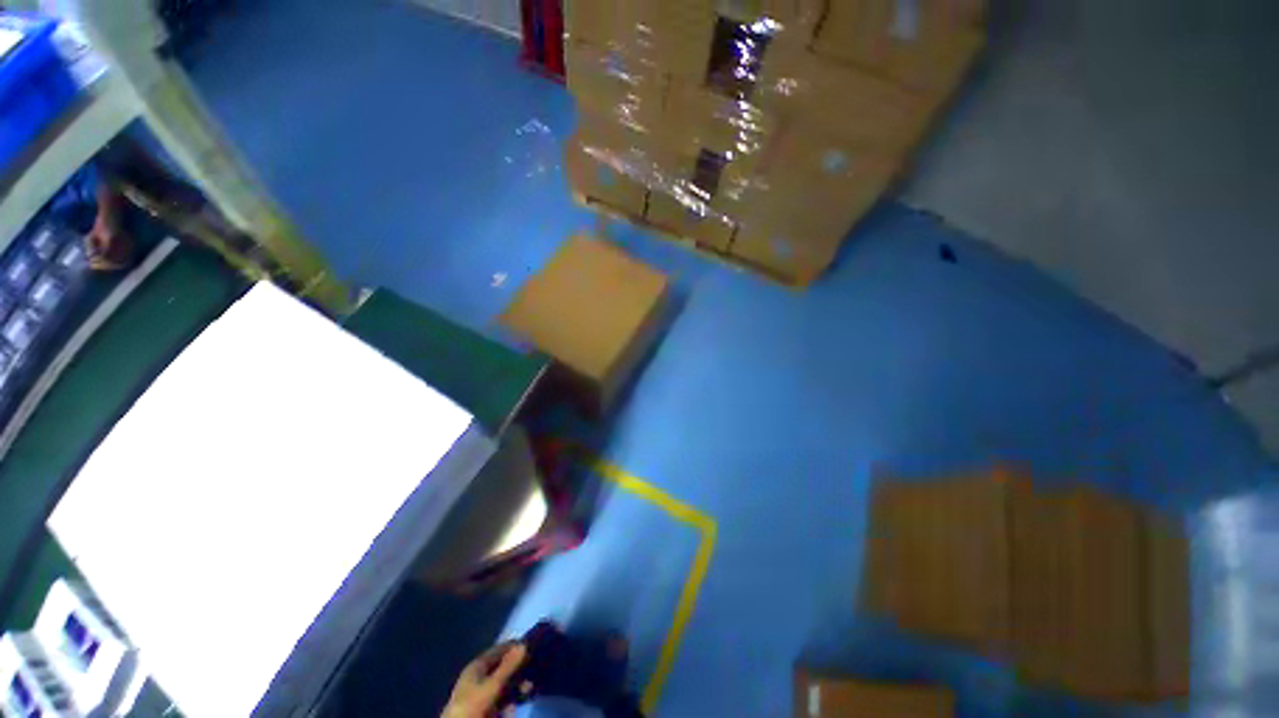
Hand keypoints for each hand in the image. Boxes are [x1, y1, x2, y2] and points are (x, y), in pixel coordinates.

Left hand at [442, 642, 527, 717]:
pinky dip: (511, 699)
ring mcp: (481, 693)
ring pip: (504, 684)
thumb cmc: (474, 704)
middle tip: (533, 673)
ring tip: (529, 690)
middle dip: (518, 669)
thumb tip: (525, 644)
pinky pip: (501, 699)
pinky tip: (517, 703)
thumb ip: (509, 665)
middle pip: (503, 667)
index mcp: (477, 665)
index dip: (515, 647)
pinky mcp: (484, 708)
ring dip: (517, 686)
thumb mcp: (493, 684)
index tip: (532, 648)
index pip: (499, 649)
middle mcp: (479, 676)